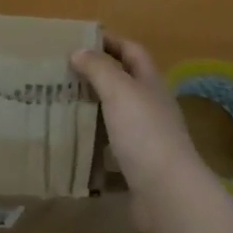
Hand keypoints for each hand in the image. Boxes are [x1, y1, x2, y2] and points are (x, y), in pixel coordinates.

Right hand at [71, 36, 215, 223]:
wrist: (168, 192)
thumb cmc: (144, 132)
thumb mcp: (119, 91)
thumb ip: (99, 69)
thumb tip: (80, 51)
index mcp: (151, 83)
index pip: (133, 51)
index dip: (111, 42)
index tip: (82, 41)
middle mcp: (152, 106)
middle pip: (126, 82)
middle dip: (98, 76)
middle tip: (64, 75)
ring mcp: (148, 137)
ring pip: (118, 115)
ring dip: (95, 109)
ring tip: (64, 107)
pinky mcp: (139, 165)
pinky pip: (113, 147)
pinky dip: (96, 144)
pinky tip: (76, 145)